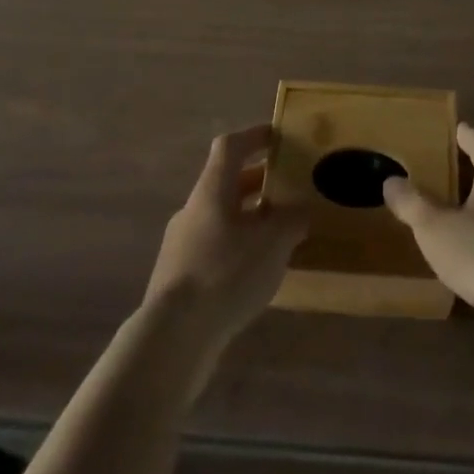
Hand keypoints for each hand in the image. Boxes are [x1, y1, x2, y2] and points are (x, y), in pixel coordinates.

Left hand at [146, 125, 306, 353]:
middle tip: (287, 189)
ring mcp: (180, 245)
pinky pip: (213, 249)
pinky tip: (256, 272)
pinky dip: (237, 249)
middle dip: (257, 183)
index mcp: (212, 190)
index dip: (254, 136)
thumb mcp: (273, 243)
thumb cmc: (226, 273)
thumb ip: (292, 221)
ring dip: (248, 219)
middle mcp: (192, 210)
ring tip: (278, 235)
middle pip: (226, 183)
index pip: (230, 146)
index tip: (277, 136)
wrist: (173, 337)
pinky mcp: (178, 278)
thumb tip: (300, 212)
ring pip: (220, 218)